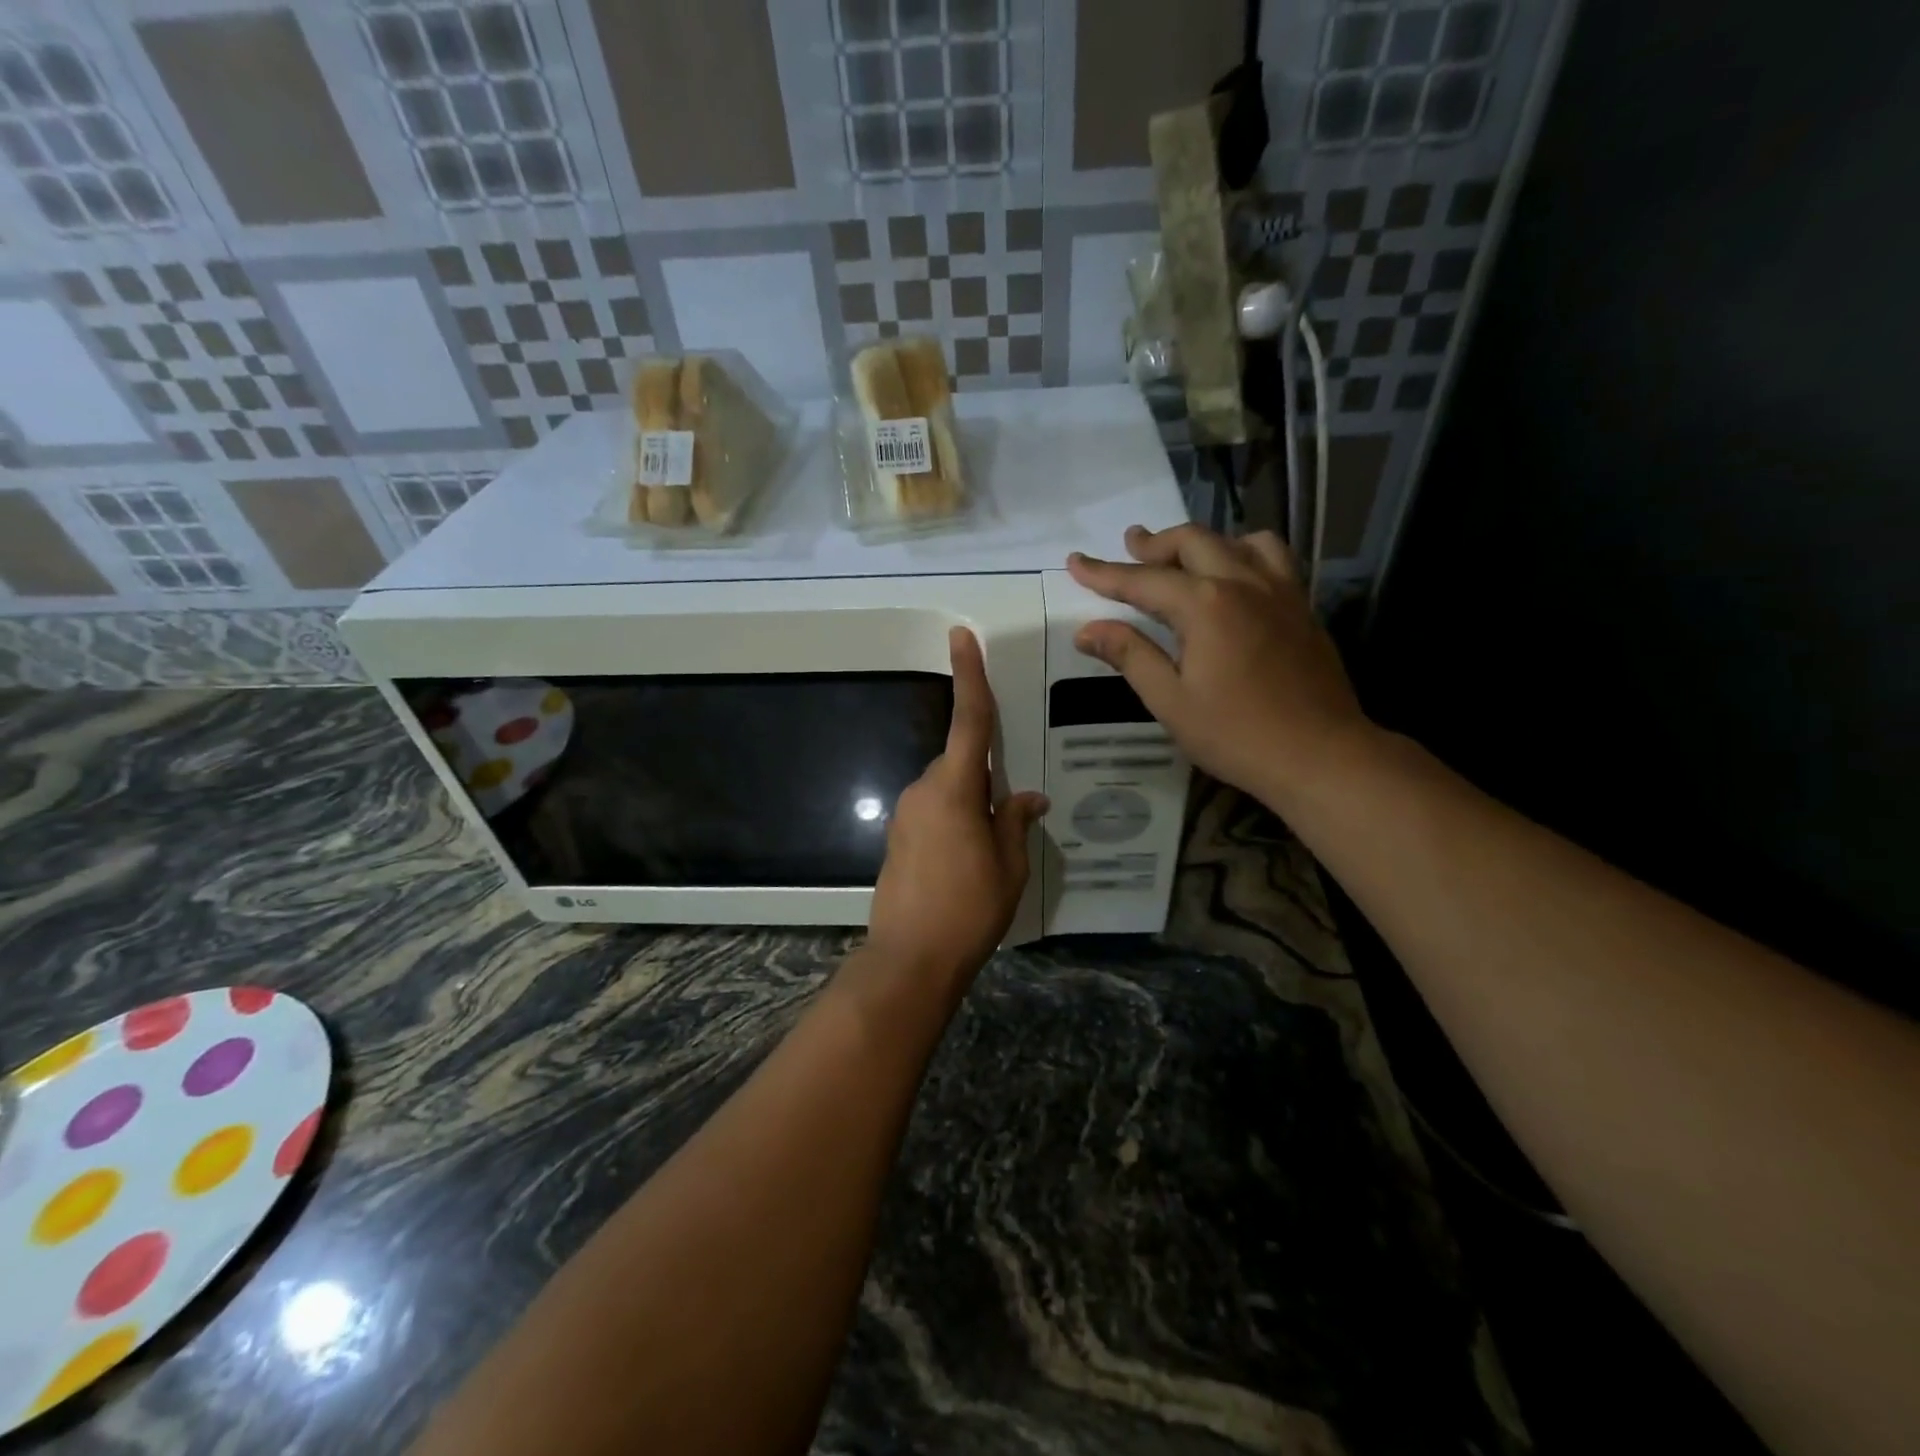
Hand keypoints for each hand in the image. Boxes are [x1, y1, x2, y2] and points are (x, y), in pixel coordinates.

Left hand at [864, 628, 1048, 988]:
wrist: (910, 958)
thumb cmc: (969, 909)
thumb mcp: (1010, 866)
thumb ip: (1015, 822)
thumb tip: (1028, 797)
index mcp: (954, 789)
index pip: (968, 721)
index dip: (969, 676)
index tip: (961, 636)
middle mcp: (923, 790)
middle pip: (959, 763)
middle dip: (983, 777)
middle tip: (1008, 817)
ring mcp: (904, 814)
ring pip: (945, 789)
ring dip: (968, 805)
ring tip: (988, 853)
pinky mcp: (896, 837)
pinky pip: (931, 812)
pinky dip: (951, 822)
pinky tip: (965, 863)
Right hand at [1067, 524, 1371, 808]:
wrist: (1320, 755)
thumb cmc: (1237, 735)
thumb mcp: (1171, 702)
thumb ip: (1131, 656)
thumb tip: (1088, 630)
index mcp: (1205, 605)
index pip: (1143, 580)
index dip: (1105, 572)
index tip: (1075, 561)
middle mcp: (1243, 582)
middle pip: (1192, 542)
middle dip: (1154, 543)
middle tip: (1129, 545)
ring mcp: (1279, 590)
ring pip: (1237, 540)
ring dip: (1202, 541)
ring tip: (1182, 556)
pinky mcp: (1302, 606)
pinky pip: (1272, 557)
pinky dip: (1242, 552)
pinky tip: (1235, 575)